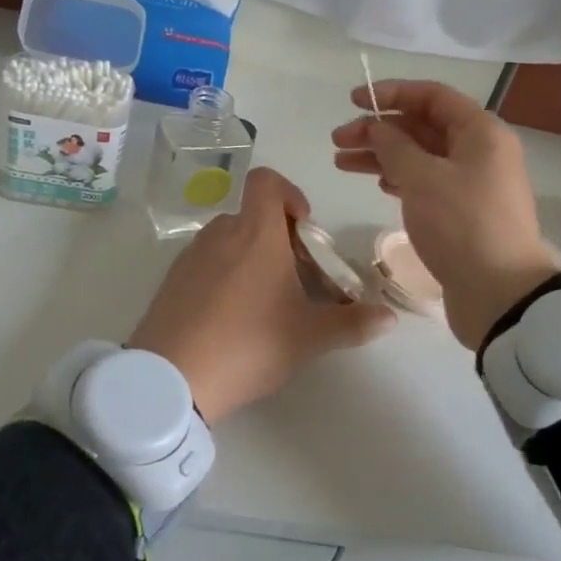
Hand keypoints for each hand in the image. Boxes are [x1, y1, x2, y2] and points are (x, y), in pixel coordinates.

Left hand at [129, 168, 395, 421]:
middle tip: (296, 279)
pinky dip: (224, 276)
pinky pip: (206, 263)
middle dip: (279, 238)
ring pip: (229, 240)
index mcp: (256, 233)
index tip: (304, 232)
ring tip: (266, 303)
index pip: (268, 181)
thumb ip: (352, 323)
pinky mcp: (171, 281)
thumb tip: (389, 318)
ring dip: (251, 258)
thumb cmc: (249, 344)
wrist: (171, 379)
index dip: (290, 194)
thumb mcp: (308, 337)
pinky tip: (231, 319)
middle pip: (252, 215)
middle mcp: (221, 233)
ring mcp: (190, 256)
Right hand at [332, 80, 558, 349]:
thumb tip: (377, 128)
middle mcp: (480, 152)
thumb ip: (394, 146)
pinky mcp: (464, 213)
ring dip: (383, 156)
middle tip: (338, 141)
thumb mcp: (422, 178)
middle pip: (423, 127)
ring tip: (342, 162)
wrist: (500, 293)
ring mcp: (473, 184)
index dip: (392, 93)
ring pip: (421, 157)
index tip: (354, 101)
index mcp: (481, 132)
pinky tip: (378, 185)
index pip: (432, 96)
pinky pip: (428, 184)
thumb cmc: (462, 225)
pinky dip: (401, 180)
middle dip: (379, 130)